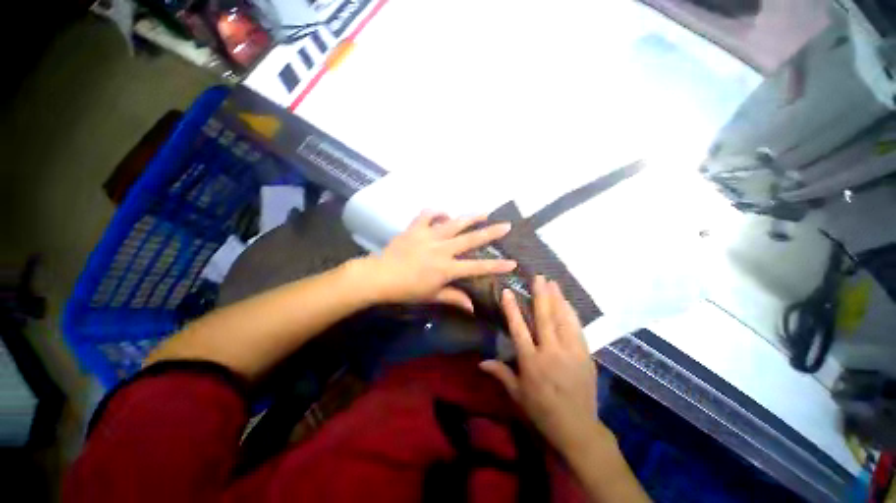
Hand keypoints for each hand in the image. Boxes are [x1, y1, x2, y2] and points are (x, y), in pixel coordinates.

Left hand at [357, 210, 516, 311]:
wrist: (379, 276)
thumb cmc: (406, 290)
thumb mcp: (431, 296)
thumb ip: (453, 298)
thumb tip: (472, 307)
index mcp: (446, 268)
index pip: (477, 267)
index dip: (496, 265)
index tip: (513, 262)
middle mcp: (442, 249)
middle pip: (470, 239)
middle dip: (491, 233)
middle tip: (506, 225)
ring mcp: (429, 235)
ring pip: (453, 222)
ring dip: (470, 217)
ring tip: (484, 213)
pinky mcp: (416, 228)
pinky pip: (428, 214)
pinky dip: (437, 212)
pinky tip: (444, 214)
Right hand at [480, 276, 598, 452]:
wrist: (578, 428)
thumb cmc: (542, 411)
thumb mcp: (517, 394)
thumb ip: (500, 373)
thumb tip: (480, 361)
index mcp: (531, 362)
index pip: (518, 329)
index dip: (512, 309)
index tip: (508, 291)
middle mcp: (550, 352)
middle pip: (544, 318)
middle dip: (540, 295)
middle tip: (538, 277)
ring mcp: (571, 352)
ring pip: (563, 320)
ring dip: (557, 299)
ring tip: (553, 282)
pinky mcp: (585, 355)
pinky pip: (577, 329)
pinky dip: (571, 313)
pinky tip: (567, 302)